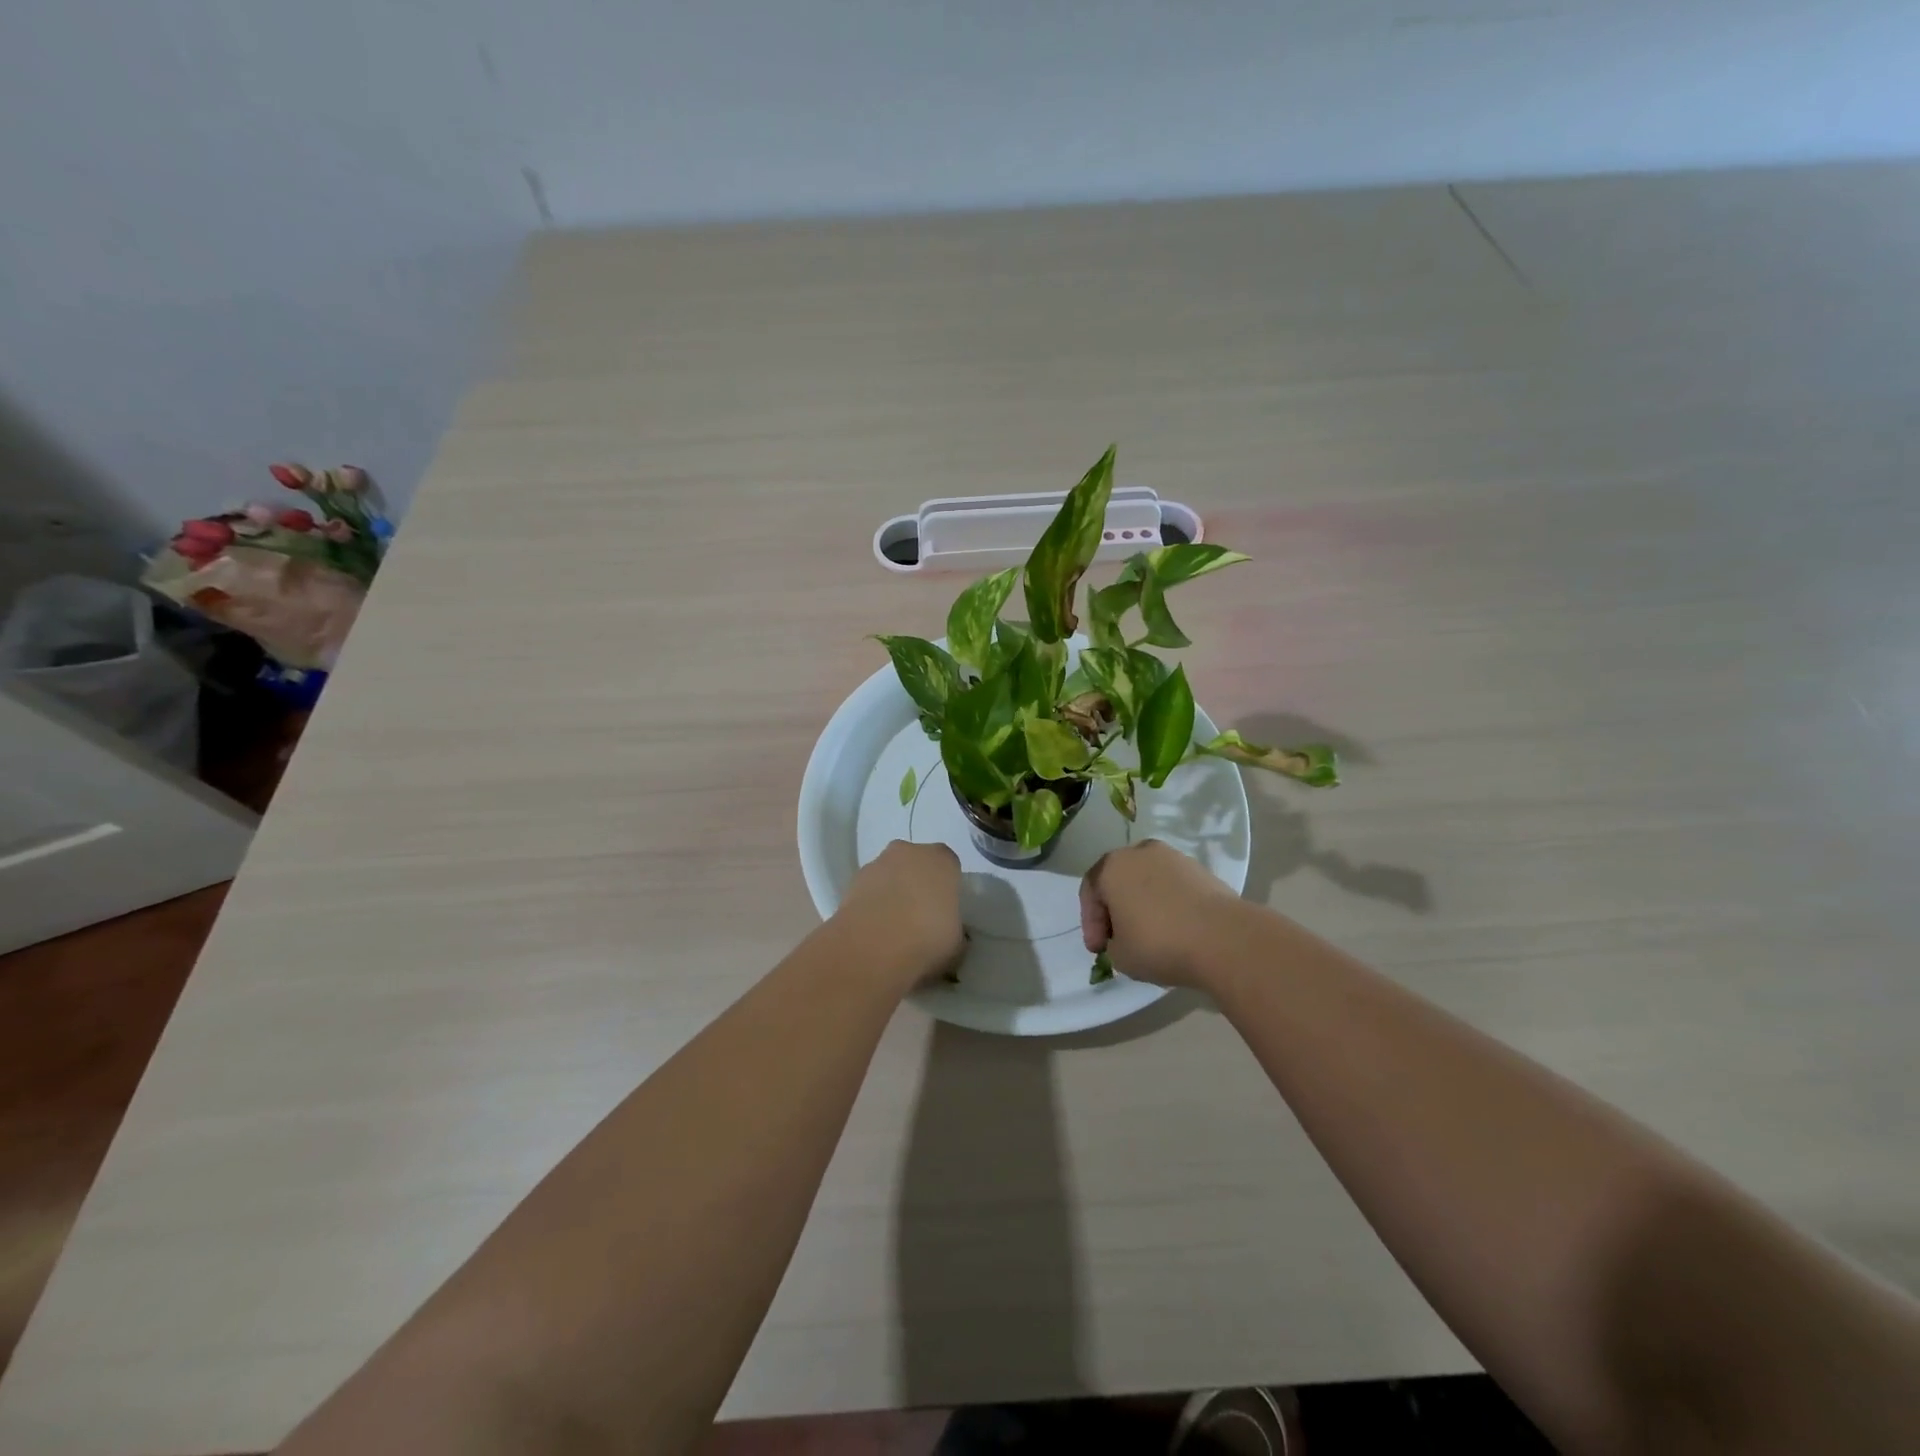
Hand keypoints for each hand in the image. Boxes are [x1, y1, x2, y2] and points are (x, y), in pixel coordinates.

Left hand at [833, 841, 964, 989]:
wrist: (872, 947)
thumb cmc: (927, 938)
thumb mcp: (957, 942)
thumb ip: (954, 928)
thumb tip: (946, 931)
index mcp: (941, 859)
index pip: (949, 866)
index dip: (947, 888)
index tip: (945, 911)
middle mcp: (908, 852)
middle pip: (916, 864)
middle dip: (917, 884)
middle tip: (919, 918)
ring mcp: (876, 864)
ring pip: (889, 876)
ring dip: (891, 894)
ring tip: (892, 930)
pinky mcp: (850, 883)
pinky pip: (868, 891)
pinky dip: (871, 905)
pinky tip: (874, 932)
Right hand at [1080, 840, 1242, 987]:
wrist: (1223, 938)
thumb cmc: (1159, 943)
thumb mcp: (1120, 955)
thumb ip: (1112, 942)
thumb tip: (1124, 936)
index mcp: (1112, 866)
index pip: (1090, 891)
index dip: (1090, 923)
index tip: (1099, 950)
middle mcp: (1140, 852)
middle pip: (1119, 880)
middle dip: (1116, 910)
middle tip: (1119, 939)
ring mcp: (1174, 857)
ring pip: (1147, 881)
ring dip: (1143, 905)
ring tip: (1149, 934)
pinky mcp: (1201, 870)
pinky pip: (1173, 887)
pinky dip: (1168, 904)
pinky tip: (1175, 929)